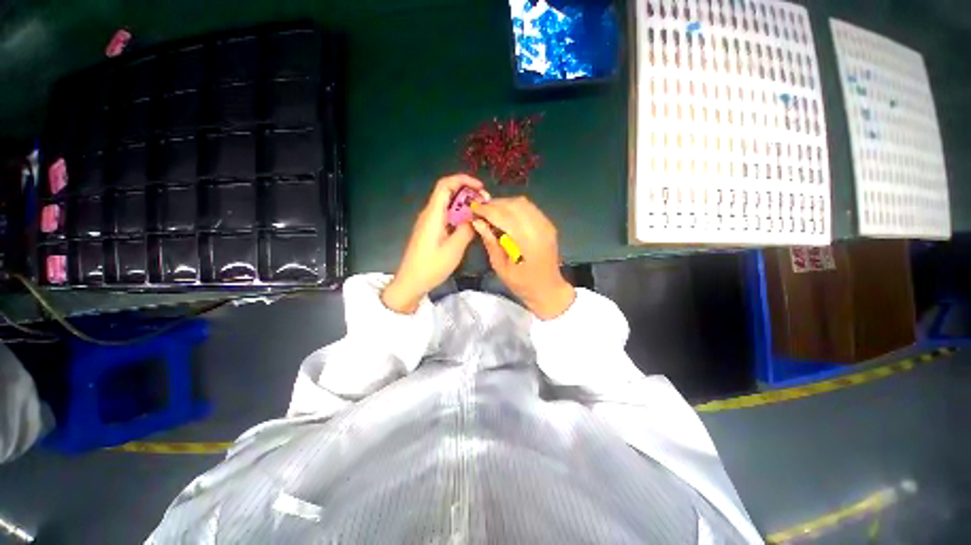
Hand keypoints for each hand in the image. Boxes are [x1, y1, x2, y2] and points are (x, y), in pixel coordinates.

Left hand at [381, 175, 485, 313]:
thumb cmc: (431, 266)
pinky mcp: (430, 231)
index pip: (445, 185)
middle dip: (467, 193)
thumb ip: (466, 230)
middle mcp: (429, 214)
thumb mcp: (454, 249)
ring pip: (447, 205)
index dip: (463, 180)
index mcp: (433, 214)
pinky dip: (459, 215)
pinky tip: (469, 225)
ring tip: (481, 214)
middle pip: (447, 192)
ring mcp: (429, 222)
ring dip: (464, 205)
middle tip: (485, 204)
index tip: (480, 188)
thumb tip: (476, 217)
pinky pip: (446, 216)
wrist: (411, 282)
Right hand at [471, 197, 574, 318]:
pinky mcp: (548, 224)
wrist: (548, 289)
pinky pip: (529, 208)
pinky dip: (514, 207)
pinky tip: (505, 215)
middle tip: (480, 210)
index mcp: (527, 241)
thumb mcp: (500, 266)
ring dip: (504, 204)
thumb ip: (490, 242)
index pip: (504, 216)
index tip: (472, 209)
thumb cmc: (522, 284)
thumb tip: (477, 222)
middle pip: (514, 205)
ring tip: (490, 211)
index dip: (486, 210)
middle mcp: (539, 228)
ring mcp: (546, 224)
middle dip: (494, 204)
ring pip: (522, 203)